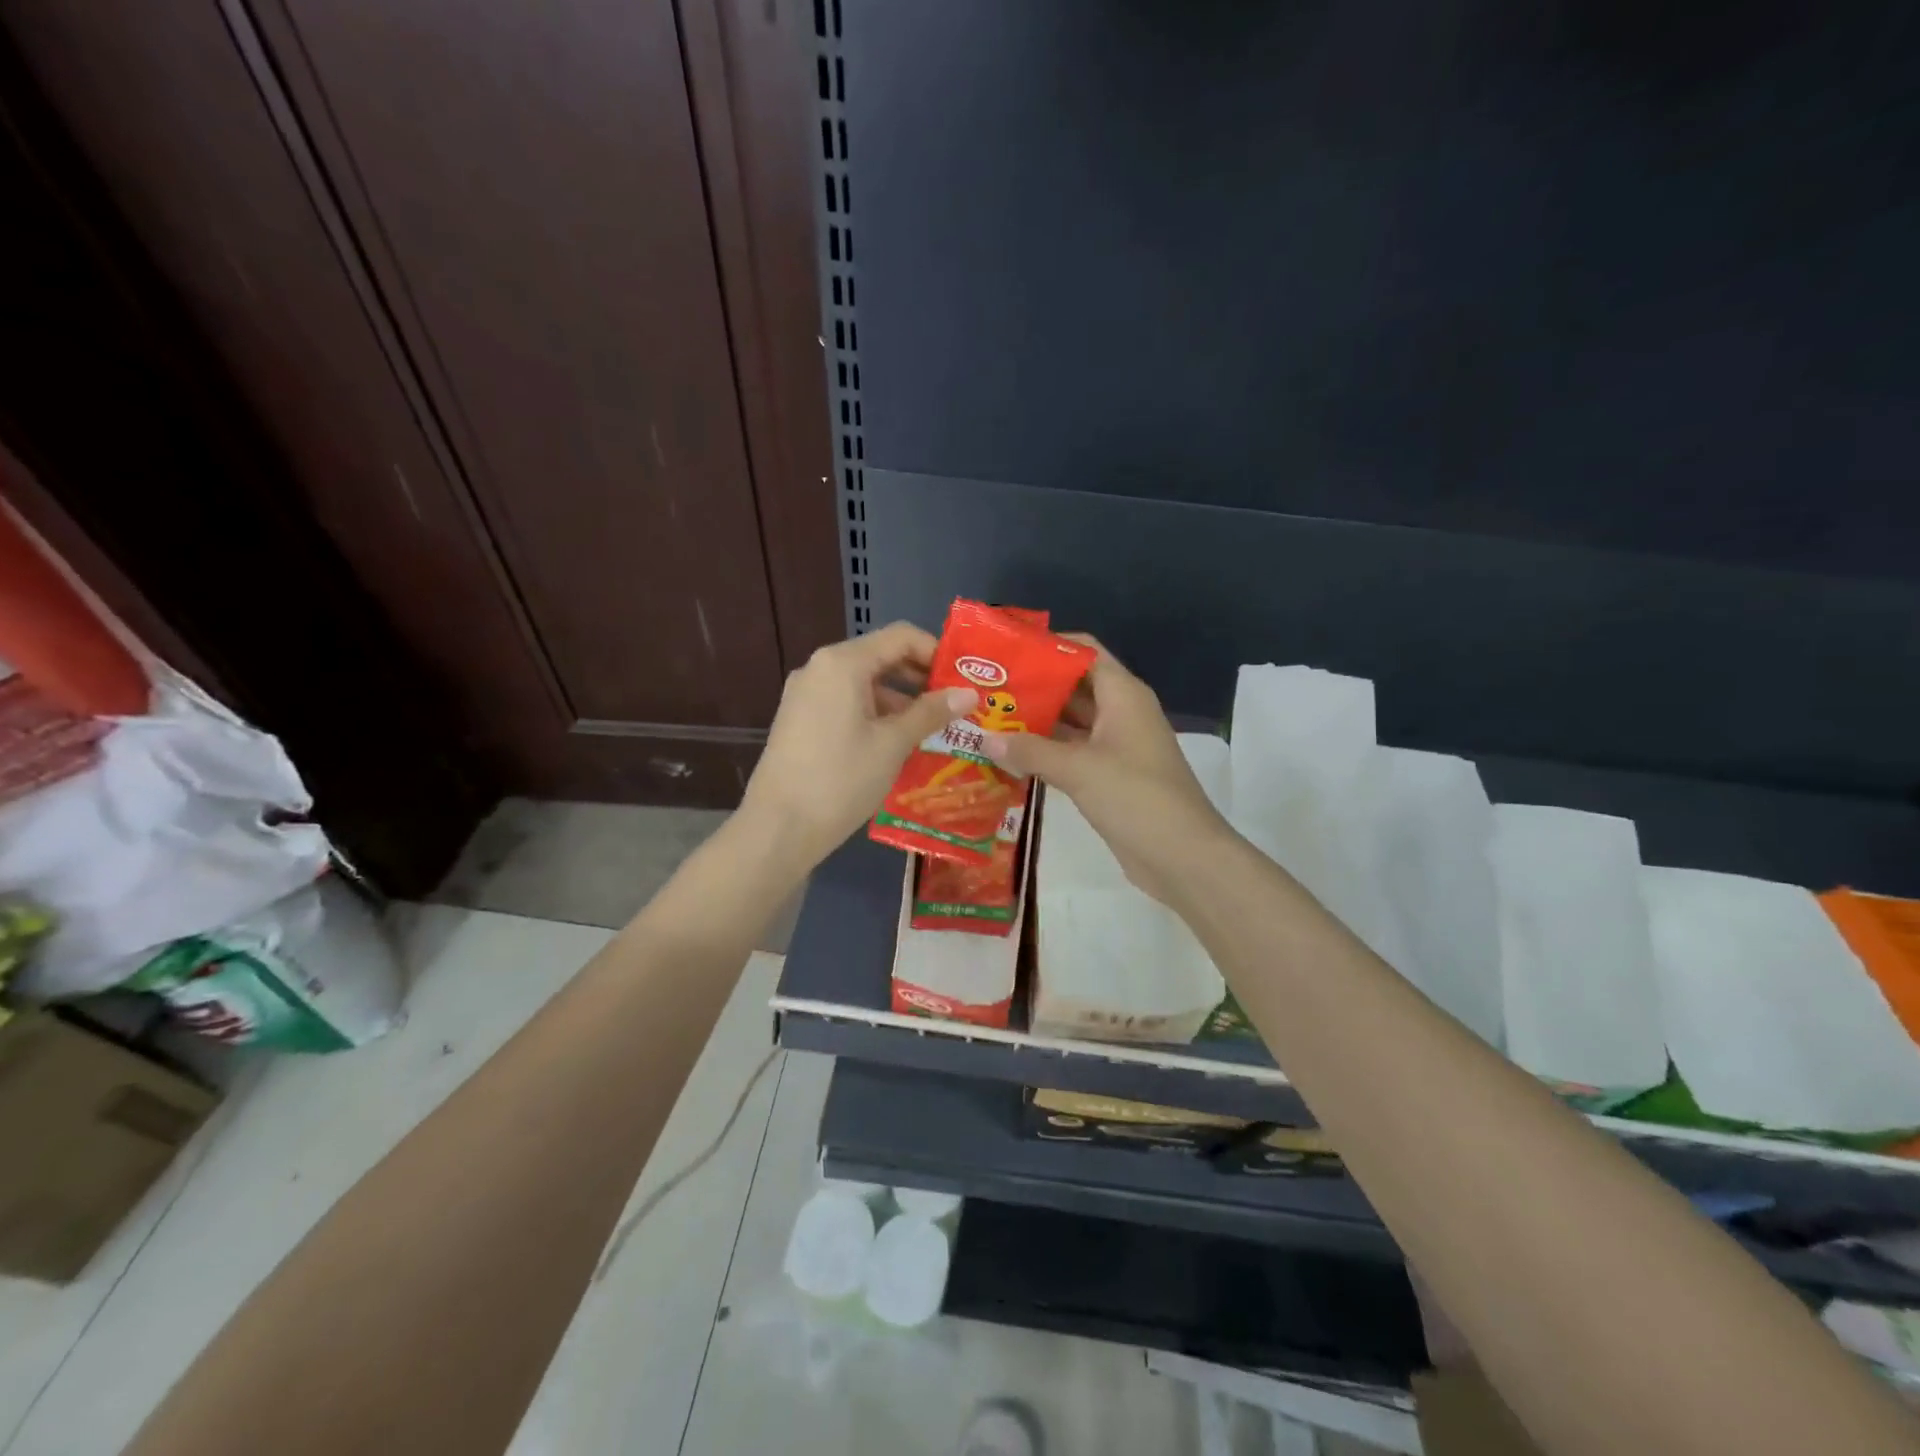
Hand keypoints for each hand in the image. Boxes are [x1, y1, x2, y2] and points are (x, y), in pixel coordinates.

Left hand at [741, 623, 976, 867]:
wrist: (778, 827)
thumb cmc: (841, 778)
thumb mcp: (893, 744)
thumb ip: (931, 713)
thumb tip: (969, 693)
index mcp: (842, 662)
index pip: (901, 637)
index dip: (936, 652)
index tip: (963, 680)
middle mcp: (820, 668)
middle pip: (881, 657)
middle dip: (920, 679)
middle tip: (956, 705)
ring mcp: (806, 694)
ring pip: (864, 683)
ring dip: (900, 700)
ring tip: (934, 729)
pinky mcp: (800, 719)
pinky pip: (846, 703)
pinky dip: (875, 714)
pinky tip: (898, 743)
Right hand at [981, 637, 1232, 905]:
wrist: (1182, 856)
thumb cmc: (1135, 797)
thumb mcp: (1079, 769)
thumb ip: (1030, 751)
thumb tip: (985, 739)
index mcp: (1123, 695)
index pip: (1084, 652)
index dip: (1047, 646)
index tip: (1005, 649)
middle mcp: (1120, 713)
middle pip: (1073, 686)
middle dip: (1032, 686)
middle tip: (984, 689)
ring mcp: (1116, 746)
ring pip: (1070, 722)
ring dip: (1035, 721)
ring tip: (987, 719)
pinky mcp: (1109, 777)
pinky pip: (1072, 753)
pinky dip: (1045, 752)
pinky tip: (1009, 756)